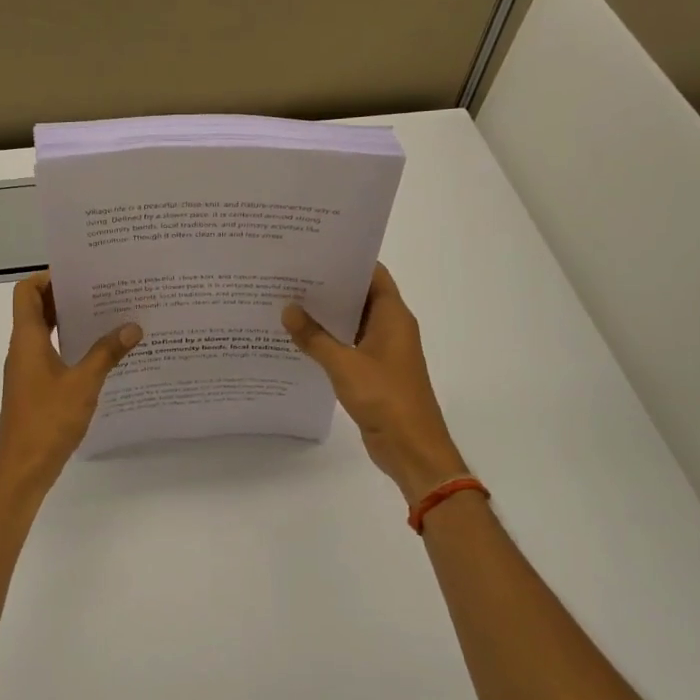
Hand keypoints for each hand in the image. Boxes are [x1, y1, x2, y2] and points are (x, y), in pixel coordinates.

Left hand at [0, 272, 140, 496]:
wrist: (23, 467)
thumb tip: (132, 327)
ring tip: (106, 316)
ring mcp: (27, 369)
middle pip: (36, 309)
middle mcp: (23, 348)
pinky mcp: (34, 387)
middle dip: (66, 296)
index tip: (80, 275)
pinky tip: (100, 353)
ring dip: (69, 322)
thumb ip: (107, 353)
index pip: (26, 292)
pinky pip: (50, 353)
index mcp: (27, 339)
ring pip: (44, 332)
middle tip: (101, 290)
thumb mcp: (84, 383)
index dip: (47, 277)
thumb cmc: (48, 419)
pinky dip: (70, 345)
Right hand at [283, 264, 469, 504]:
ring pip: (352, 322)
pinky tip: (299, 338)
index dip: (347, 260)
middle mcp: (391, 328)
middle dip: (329, 286)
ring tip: (287, 301)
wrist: (412, 449)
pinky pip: (348, 346)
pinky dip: (328, 340)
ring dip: (326, 315)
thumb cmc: (386, 398)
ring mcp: (383, 351)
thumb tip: (288, 309)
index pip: (372, 274)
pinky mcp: (373, 372)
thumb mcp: (344, 365)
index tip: (314, 250)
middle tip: (290, 274)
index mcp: (393, 316)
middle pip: (360, 296)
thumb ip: (315, 337)